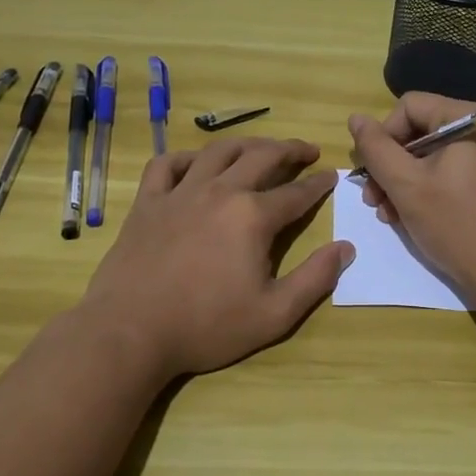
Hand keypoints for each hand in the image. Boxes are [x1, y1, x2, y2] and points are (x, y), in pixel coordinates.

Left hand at [75, 137, 352, 382]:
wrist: (130, 332)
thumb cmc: (206, 326)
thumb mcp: (274, 314)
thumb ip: (315, 279)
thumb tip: (346, 248)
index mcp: (253, 216)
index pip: (296, 193)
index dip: (319, 184)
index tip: (332, 176)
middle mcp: (220, 191)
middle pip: (262, 157)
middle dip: (290, 150)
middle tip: (308, 150)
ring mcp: (180, 193)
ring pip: (218, 151)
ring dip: (246, 143)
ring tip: (261, 146)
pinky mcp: (148, 202)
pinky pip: (167, 165)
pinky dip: (186, 158)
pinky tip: (196, 164)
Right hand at [348, 94, 475, 302]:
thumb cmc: (456, 224)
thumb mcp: (406, 185)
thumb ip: (376, 148)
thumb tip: (356, 118)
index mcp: (470, 117)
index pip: (409, 107)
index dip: (383, 137)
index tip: (371, 174)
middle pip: (421, 131)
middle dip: (391, 165)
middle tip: (373, 200)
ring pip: (433, 155)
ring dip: (404, 182)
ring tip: (388, 215)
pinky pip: (453, 172)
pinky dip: (428, 189)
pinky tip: (411, 217)